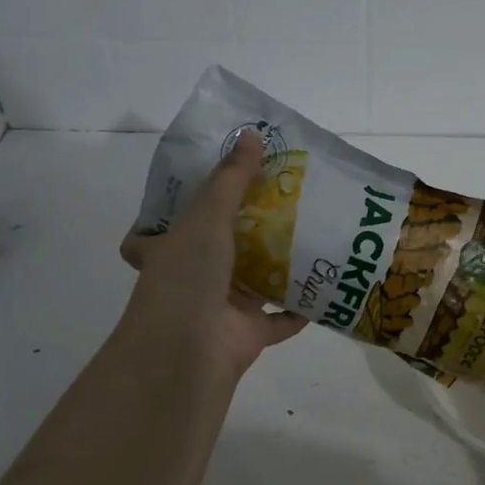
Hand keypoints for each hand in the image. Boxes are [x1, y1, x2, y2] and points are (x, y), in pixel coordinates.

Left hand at [118, 131, 303, 383]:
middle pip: (218, 250)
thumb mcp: (206, 216)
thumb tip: (251, 133)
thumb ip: (231, 178)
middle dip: (246, 230)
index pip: (158, 231)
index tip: (206, 190)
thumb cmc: (187, 276)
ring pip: (254, 281)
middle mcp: (191, 279)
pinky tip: (327, 282)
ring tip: (311, 232)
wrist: (189, 351)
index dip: (176, 212)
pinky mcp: (250, 333)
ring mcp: (221, 308)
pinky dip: (302, 305)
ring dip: (279, 263)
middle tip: (281, 200)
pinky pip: (282, 317)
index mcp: (168, 251)